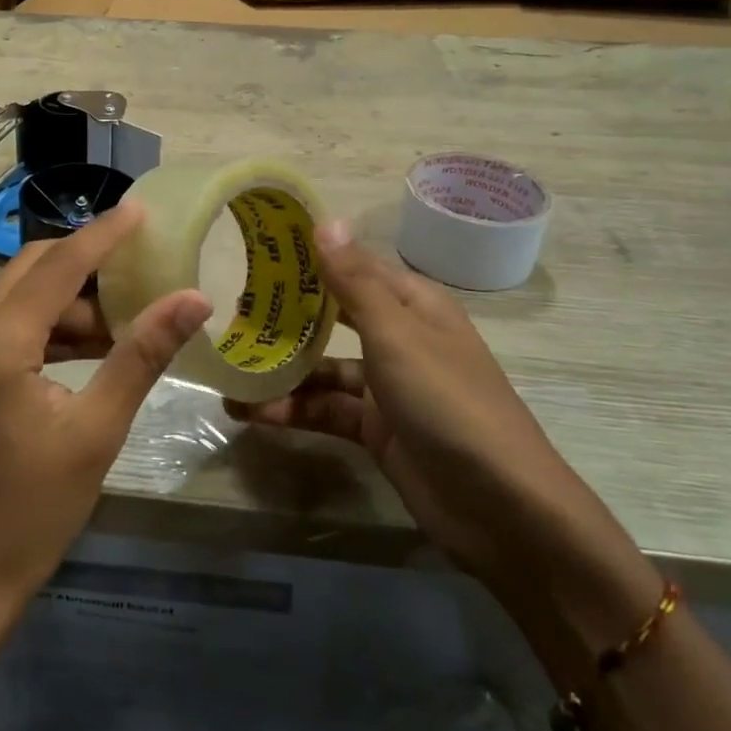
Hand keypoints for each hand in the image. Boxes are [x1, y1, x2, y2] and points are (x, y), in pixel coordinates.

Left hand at [0, 202, 211, 608]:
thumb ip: (143, 355)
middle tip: (143, 263)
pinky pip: (8, 321)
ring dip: (71, 298)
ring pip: (20, 293)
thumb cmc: (34, 510)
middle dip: (88, 262)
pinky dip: (50, 323)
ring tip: (128, 316)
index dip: (103, 235)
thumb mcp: (97, 429)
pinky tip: (93, 343)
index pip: (58, 266)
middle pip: (32, 268)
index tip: (142, 210)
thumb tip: (194, 299)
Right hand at [226, 223, 616, 586]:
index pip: (352, 266)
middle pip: (333, 316)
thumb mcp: (397, 336)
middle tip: (229, 312)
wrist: (502, 509)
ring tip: (228, 371)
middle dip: (286, 315)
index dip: (309, 257)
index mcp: (412, 304)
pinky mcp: (376, 430)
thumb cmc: (448, 402)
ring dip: (281, 371)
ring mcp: (387, 387)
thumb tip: (326, 220)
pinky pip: (326, 410)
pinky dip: (292, 411)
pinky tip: (250, 414)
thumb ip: (355, 282)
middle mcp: (399, 338)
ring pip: (324, 368)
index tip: (254, 249)